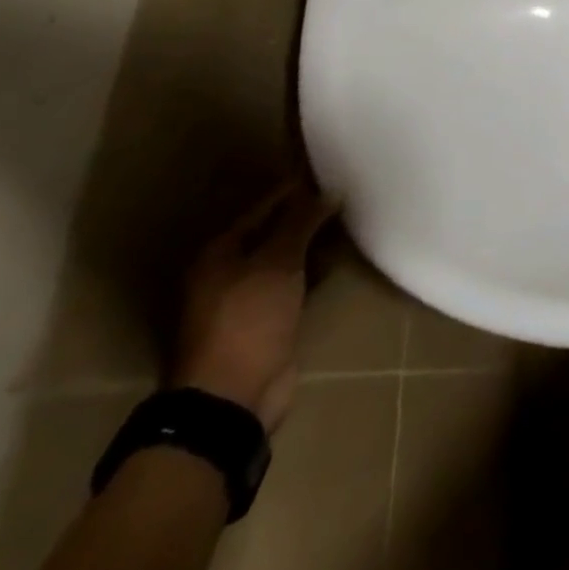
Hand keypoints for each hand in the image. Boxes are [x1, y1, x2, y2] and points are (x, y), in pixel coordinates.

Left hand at [171, 183, 336, 432]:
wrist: (234, 395)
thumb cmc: (249, 319)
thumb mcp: (277, 263)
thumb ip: (301, 224)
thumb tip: (328, 192)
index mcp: (219, 254)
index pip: (263, 208)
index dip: (295, 191)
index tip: (330, 174)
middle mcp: (227, 273)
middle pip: (273, 233)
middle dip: (307, 217)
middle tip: (346, 198)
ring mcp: (246, 299)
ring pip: (286, 258)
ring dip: (313, 244)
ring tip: (349, 224)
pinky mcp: (267, 320)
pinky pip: (294, 283)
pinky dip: (314, 271)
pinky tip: (337, 262)